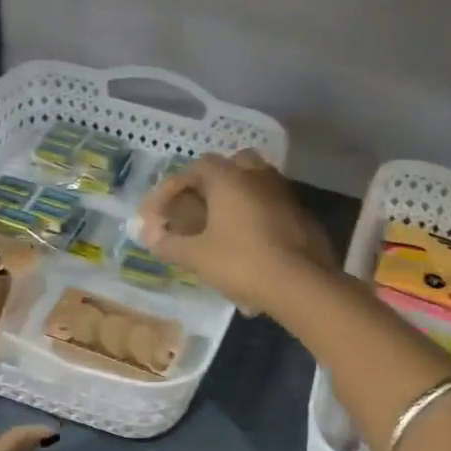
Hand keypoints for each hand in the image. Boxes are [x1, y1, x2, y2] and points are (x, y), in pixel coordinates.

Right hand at [135, 150, 334, 316]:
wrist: (301, 284)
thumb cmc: (242, 263)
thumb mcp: (197, 257)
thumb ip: (169, 244)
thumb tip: (149, 237)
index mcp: (229, 178)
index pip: (192, 170)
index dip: (168, 191)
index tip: (155, 216)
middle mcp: (257, 175)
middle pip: (228, 166)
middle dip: (207, 184)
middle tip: (192, 208)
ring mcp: (283, 192)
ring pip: (253, 182)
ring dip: (233, 197)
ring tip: (218, 224)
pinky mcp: (300, 214)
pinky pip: (269, 204)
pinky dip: (253, 214)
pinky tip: (246, 241)